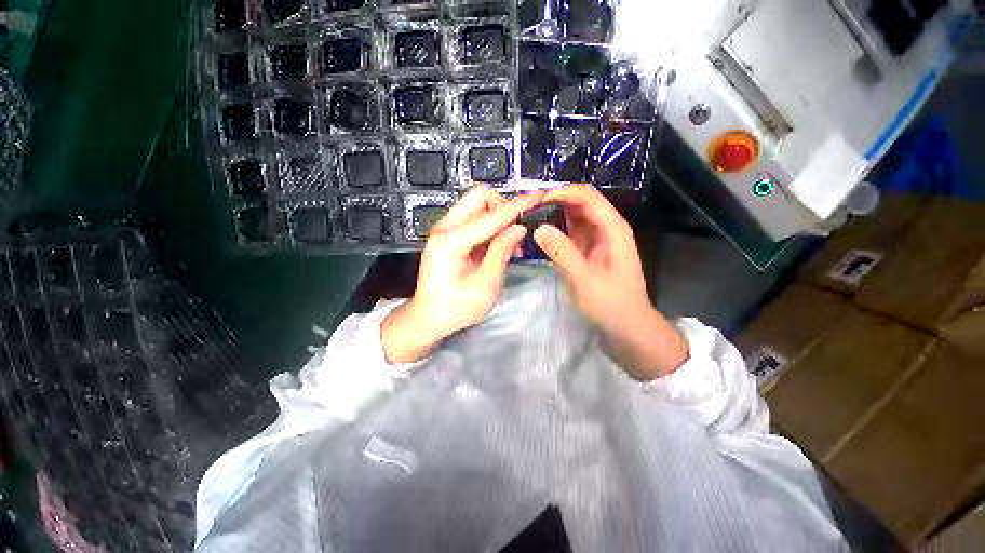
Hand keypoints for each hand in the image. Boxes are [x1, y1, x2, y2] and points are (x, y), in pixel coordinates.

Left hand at [382, 187, 542, 362]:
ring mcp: (443, 230)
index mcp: (451, 242)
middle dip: (503, 206)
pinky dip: (489, 225)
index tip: (537, 197)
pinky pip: (472, 218)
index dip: (518, 205)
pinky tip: (496, 245)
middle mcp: (443, 229)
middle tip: (516, 230)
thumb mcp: (486, 285)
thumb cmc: (456, 308)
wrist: (428, 318)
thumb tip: (518, 228)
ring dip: (497, 217)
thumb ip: (502, 252)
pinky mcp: (446, 235)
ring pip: (476, 205)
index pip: (491, 215)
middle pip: (479, 196)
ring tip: (509, 244)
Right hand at [533, 185, 688, 379]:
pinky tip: (542, 235)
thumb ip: (562, 252)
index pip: (587, 197)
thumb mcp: (584, 279)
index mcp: (613, 228)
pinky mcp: (589, 252)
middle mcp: (607, 228)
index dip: (563, 193)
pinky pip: (572, 234)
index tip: (537, 200)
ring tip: (531, 218)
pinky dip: (558, 231)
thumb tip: (538, 228)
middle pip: (581, 203)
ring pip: (575, 218)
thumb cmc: (611, 303)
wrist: (627, 326)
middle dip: (556, 201)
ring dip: (555, 215)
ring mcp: (598, 240)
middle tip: (529, 209)